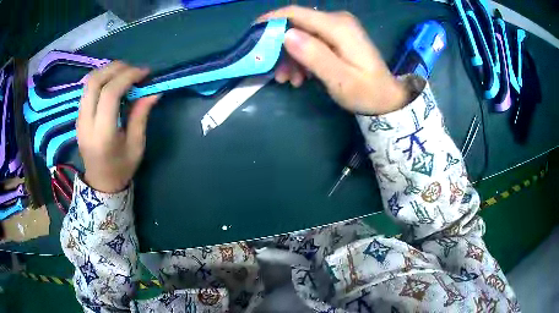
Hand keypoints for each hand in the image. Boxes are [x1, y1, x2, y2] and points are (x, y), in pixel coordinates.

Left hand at [77, 62, 159, 192]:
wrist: (101, 183)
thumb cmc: (121, 168)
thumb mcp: (136, 145)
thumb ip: (141, 115)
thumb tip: (154, 91)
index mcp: (102, 135)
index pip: (110, 94)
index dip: (128, 76)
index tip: (145, 73)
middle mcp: (86, 124)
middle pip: (95, 82)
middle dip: (116, 68)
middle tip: (133, 69)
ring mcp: (79, 120)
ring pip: (88, 83)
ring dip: (107, 71)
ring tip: (124, 72)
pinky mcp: (78, 117)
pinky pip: (87, 89)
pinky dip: (101, 79)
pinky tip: (112, 82)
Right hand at [260, 6, 407, 114]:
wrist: (386, 98)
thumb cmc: (366, 92)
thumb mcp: (340, 79)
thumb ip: (315, 55)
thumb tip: (285, 35)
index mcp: (338, 26)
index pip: (296, 13)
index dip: (271, 21)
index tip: (252, 35)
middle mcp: (337, 21)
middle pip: (296, 24)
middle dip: (280, 47)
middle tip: (276, 72)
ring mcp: (337, 28)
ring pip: (301, 34)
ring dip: (290, 56)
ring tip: (289, 80)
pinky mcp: (337, 37)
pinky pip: (311, 41)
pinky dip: (301, 57)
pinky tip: (300, 76)